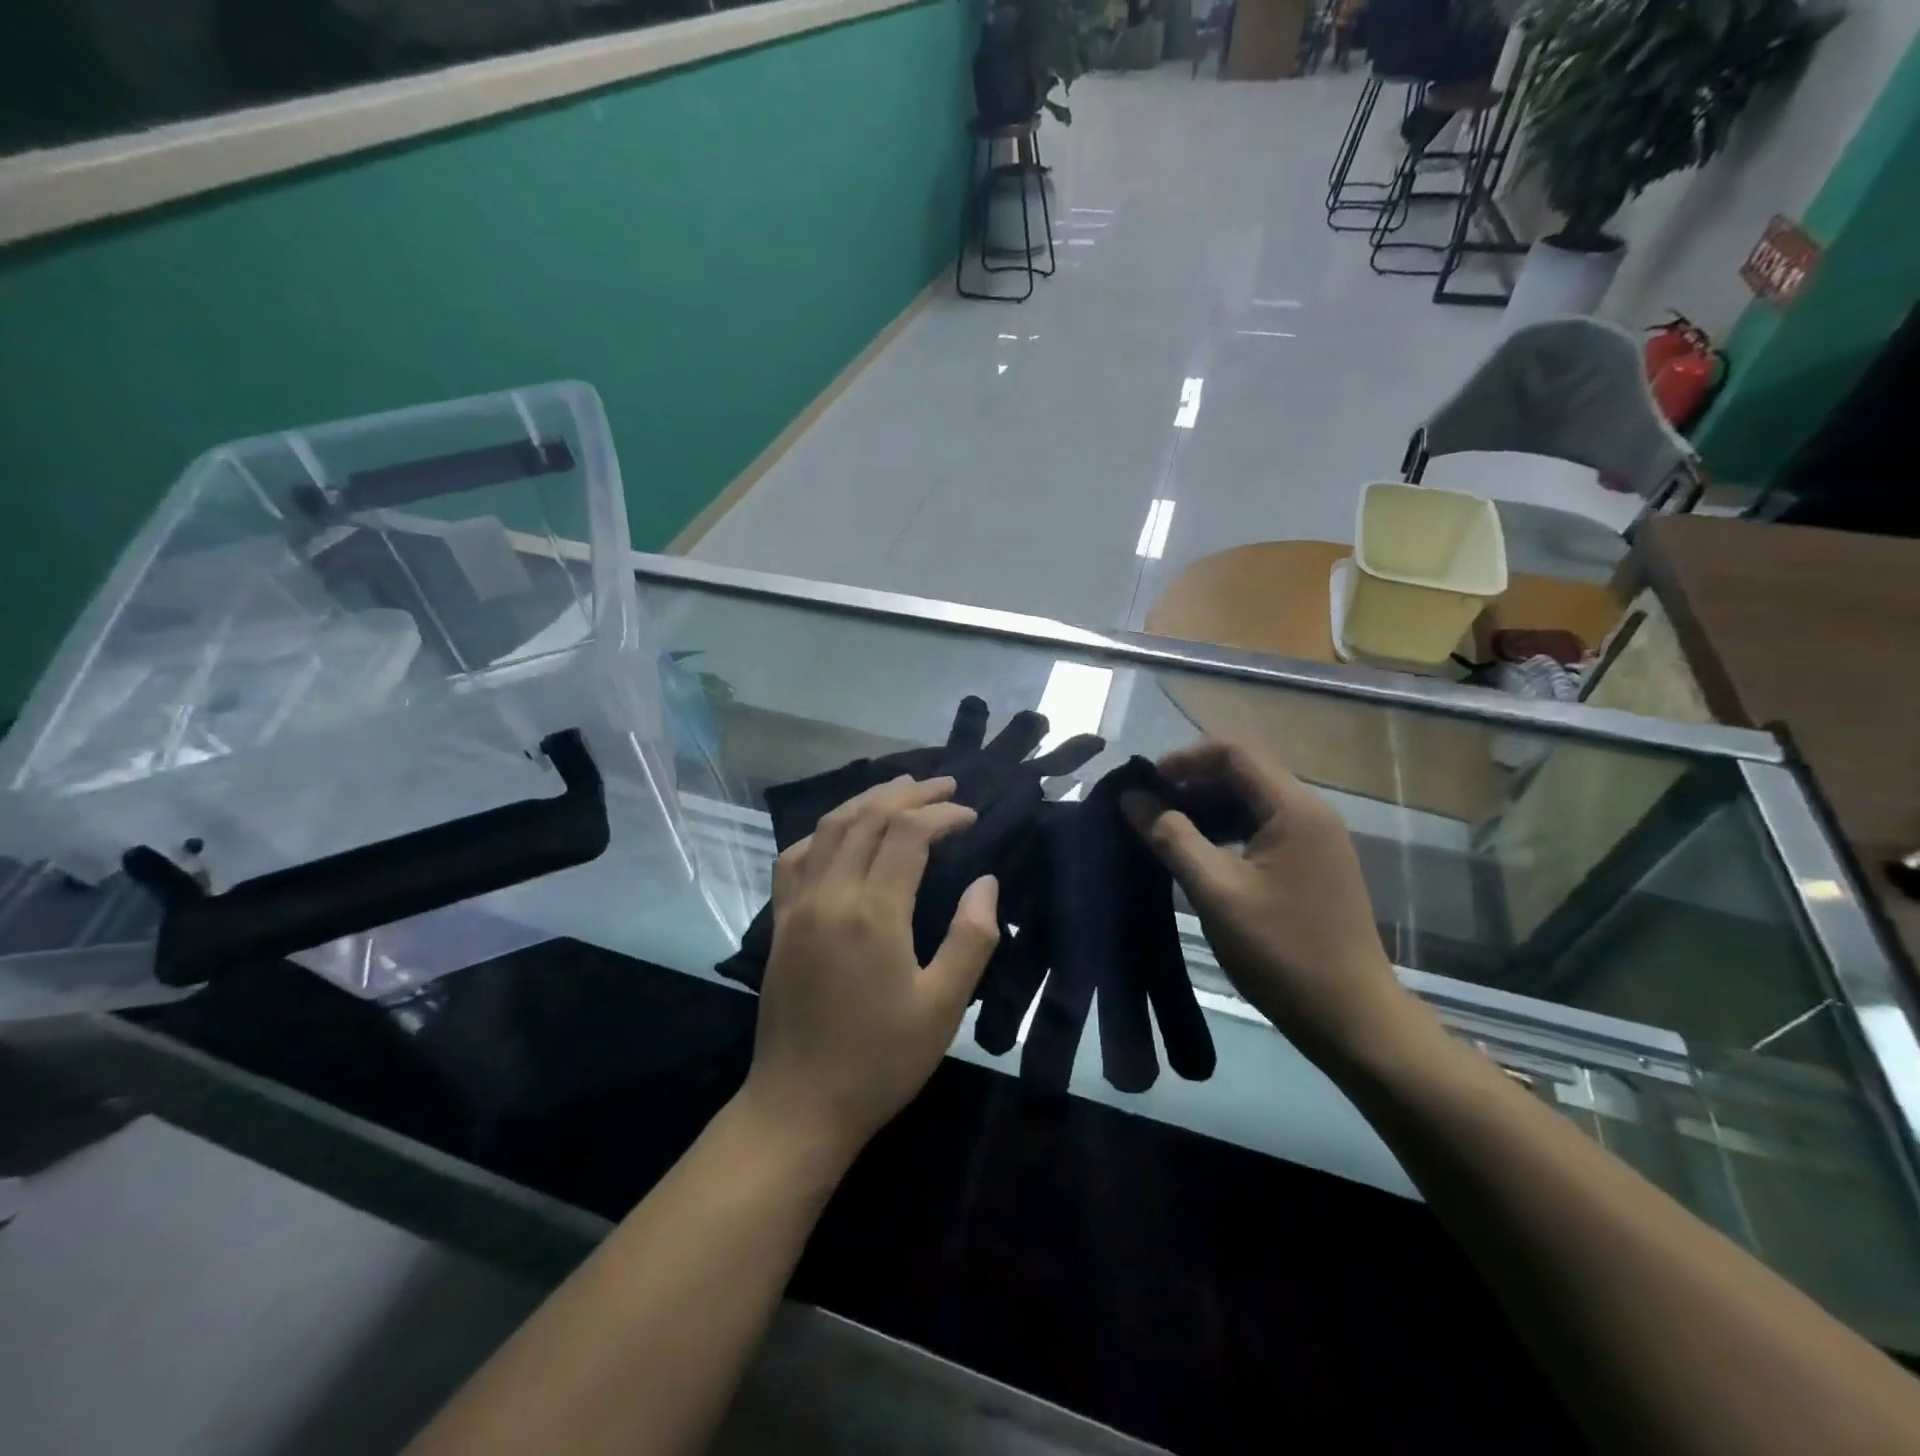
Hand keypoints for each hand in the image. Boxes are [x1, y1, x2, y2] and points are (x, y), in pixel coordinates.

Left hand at [739, 775, 999, 1167]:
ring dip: (867, 800)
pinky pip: (796, 856)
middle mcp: (830, 895)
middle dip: (909, 793)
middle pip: (867, 817)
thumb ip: (971, 938)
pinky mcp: (780, 922)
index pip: (908, 834)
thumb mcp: (943, 1007)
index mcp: (872, 913)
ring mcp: (797, 906)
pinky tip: (840, 831)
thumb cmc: (880, 1061)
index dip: (943, 815)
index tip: (972, 816)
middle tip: (945, 785)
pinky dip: (824, 830)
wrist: (799, 1105)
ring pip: (829, 828)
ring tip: (901, 788)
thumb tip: (985, 882)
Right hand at [1125, 741, 1418, 1063]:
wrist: (1352, 1018)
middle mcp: (1311, 812)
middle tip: (1148, 810)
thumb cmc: (1281, 951)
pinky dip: (1228, 831)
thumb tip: (1132, 797)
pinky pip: (1264, 828)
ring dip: (1208, 808)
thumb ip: (1171, 837)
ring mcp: (1317, 839)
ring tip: (1166, 832)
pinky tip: (1202, 856)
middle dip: (1192, 783)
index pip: (1232, 753)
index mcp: (1294, 808)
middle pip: (1244, 773)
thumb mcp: (1216, 891)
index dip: (1183, 759)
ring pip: (1253, 802)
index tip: (1144, 784)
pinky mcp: (1315, 865)